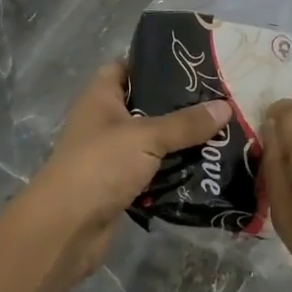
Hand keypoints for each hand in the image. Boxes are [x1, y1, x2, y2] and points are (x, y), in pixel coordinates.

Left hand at [11, 61, 230, 291]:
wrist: (66, 230)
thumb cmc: (100, 166)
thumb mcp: (147, 137)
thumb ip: (186, 123)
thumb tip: (226, 106)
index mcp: (100, 97)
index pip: (126, 66)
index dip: (154, 62)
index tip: (192, 63)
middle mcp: (104, 121)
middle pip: (146, 104)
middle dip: (179, 105)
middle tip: (219, 99)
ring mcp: (111, 155)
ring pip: (152, 140)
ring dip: (180, 141)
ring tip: (221, 132)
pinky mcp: (120, 185)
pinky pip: (153, 170)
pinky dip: (173, 171)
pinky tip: (205, 167)